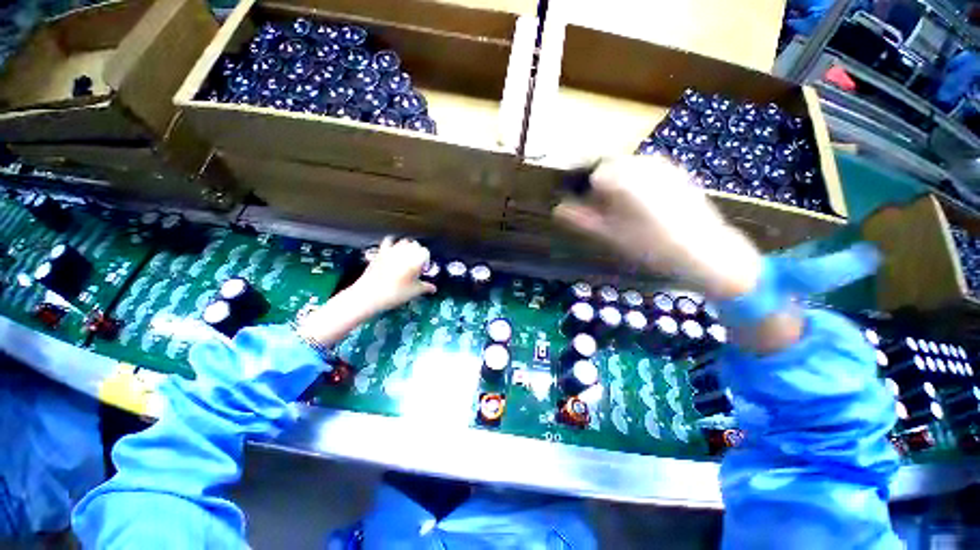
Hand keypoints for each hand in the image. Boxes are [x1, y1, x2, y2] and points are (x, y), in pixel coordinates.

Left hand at [295, 237, 433, 346]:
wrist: (369, 295)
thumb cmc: (395, 293)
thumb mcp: (414, 292)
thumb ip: (426, 287)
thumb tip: (434, 288)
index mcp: (415, 260)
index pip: (425, 252)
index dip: (426, 260)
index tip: (424, 270)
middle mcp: (404, 252)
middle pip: (415, 245)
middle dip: (418, 252)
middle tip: (416, 264)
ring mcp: (391, 250)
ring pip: (403, 241)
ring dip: (407, 247)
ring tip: (407, 258)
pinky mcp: (380, 252)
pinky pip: (389, 241)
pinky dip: (393, 243)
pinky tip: (393, 251)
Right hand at [553, 156, 762, 299]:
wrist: (705, 250)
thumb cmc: (650, 245)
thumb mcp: (608, 234)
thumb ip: (580, 219)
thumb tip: (558, 209)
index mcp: (622, 178)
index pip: (591, 173)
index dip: (583, 190)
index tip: (585, 207)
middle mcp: (641, 163)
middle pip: (609, 166)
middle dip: (600, 184)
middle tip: (603, 210)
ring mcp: (662, 165)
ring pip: (627, 167)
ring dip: (618, 183)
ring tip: (623, 209)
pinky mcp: (677, 171)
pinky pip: (646, 170)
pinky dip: (637, 182)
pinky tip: (644, 205)